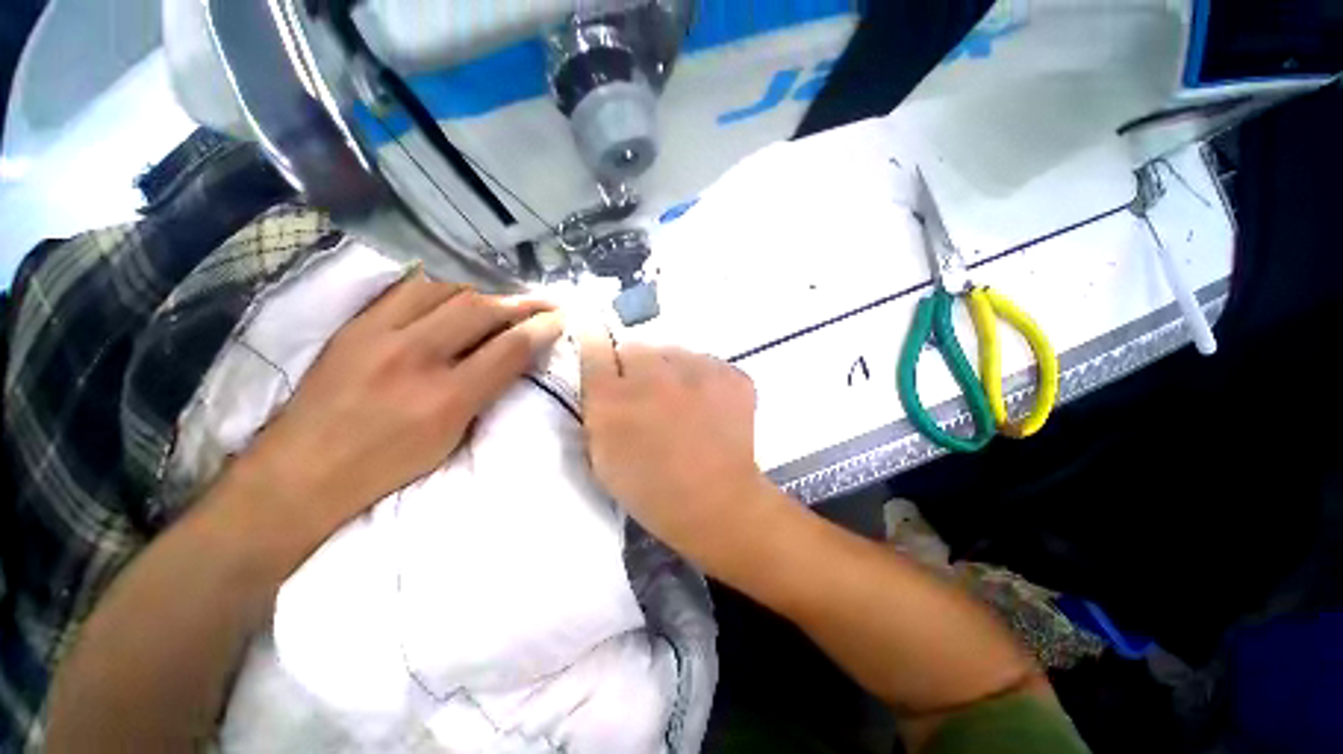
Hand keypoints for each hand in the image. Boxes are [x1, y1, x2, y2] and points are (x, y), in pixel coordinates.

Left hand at [227, 275, 562, 557]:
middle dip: (520, 301)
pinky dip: (442, 285)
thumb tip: (515, 357)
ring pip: (445, 289)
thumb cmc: (386, 467)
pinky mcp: (355, 324)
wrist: (300, 472)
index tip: (558, 319)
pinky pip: (407, 287)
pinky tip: (457, 290)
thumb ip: (487, 392)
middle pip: (481, 309)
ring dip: (483, 289)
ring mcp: (378, 334)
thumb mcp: (451, 440)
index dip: (541, 328)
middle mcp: (415, 358)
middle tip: (541, 301)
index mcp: (446, 399)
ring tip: (502, 297)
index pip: (509, 348)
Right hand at [579, 335, 774, 563]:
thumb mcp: (603, 457)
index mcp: (613, 398)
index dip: (594, 342)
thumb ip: (596, 411)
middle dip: (636, 367)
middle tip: (649, 395)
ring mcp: (696, 371)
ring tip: (685, 404)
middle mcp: (652, 375)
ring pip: (674, 354)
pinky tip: (711, 408)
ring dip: (672, 372)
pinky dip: (705, 380)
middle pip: (636, 347)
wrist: (717, 504)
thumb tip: (603, 378)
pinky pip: (708, 364)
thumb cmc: (652, 491)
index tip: (597, 341)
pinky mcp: (730, 375)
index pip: (594, 347)